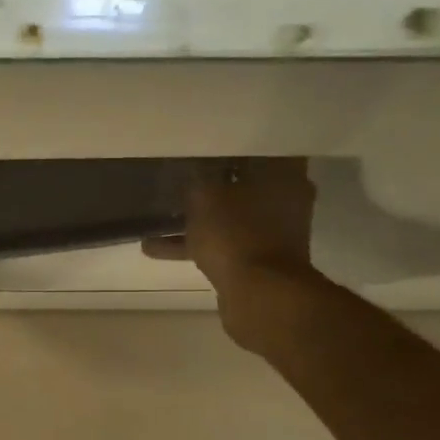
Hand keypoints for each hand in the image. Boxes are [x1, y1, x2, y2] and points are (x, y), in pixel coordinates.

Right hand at [143, 159, 321, 351]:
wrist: (259, 296)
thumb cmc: (236, 234)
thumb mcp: (205, 196)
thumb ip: (197, 179)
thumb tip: (192, 169)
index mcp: (284, 176)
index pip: (260, 147)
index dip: (231, 145)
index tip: (205, 143)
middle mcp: (285, 201)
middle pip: (244, 183)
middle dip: (213, 182)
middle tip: (182, 174)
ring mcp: (272, 234)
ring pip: (229, 216)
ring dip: (199, 217)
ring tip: (161, 214)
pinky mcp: (256, 261)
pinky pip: (221, 243)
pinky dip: (194, 244)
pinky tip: (154, 247)